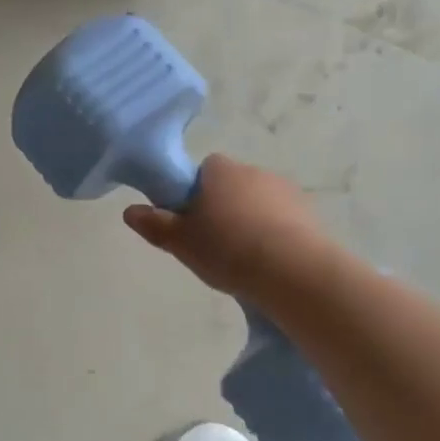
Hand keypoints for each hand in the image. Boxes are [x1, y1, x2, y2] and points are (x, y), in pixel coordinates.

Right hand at [123, 155, 329, 303]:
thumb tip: (129, 211)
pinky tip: (269, 262)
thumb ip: (154, 224)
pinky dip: (274, 234)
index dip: (194, 193)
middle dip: (223, 208)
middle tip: (212, 243)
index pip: (203, 170)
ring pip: (258, 202)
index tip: (190, 220)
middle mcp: (253, 171)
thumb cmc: (227, 248)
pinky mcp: (310, 213)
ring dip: (250, 221)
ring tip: (243, 258)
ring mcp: (286, 190)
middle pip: (231, 186)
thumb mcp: (180, 241)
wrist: (293, 270)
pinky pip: (282, 220)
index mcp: (219, 171)